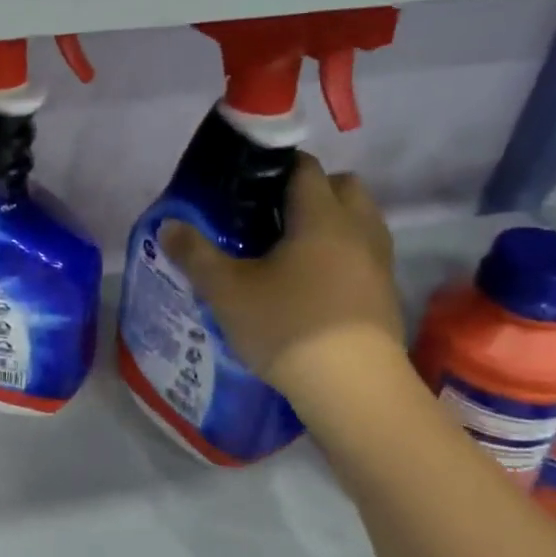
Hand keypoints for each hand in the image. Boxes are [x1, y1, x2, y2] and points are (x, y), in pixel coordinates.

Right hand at [159, 154, 408, 427]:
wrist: (353, 389)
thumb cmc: (287, 326)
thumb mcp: (227, 291)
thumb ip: (195, 254)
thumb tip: (169, 226)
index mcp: (321, 216)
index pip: (304, 167)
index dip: (275, 168)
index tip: (246, 186)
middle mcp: (358, 229)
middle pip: (343, 186)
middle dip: (311, 191)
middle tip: (272, 217)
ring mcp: (379, 262)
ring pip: (360, 222)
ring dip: (332, 224)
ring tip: (292, 252)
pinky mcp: (386, 295)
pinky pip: (365, 256)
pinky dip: (343, 257)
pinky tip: (312, 287)